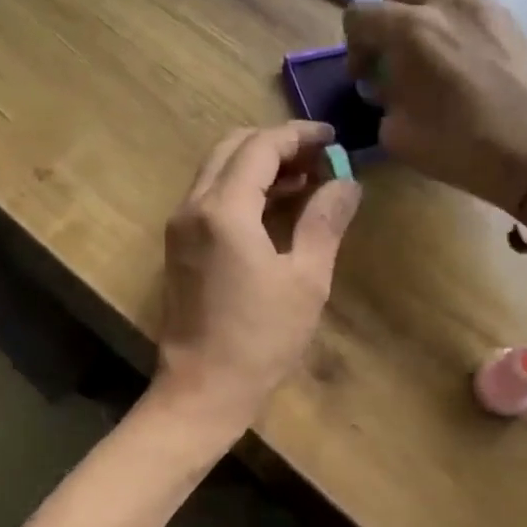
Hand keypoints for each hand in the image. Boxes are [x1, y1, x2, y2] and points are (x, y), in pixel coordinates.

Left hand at [153, 122, 361, 433]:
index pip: (260, 147)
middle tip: (319, 158)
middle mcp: (193, 207)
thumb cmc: (260, 339)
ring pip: (218, 170)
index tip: (333, 139)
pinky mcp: (179, 245)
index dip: (299, 136)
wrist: (202, 390)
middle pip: (233, 148)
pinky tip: (277, 207)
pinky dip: (242, 188)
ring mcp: (180, 226)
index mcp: (223, 210)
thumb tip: (347, 182)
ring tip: (306, 180)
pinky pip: (211, 196)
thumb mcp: (306, 280)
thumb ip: (324, 221)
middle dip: (277, 144)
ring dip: (259, 165)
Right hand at [344, 0, 526, 213]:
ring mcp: (483, 6)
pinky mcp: (510, 19)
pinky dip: (456, 24)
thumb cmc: (460, 147)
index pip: (360, 13)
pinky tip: (464, 63)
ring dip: (424, 14)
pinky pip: (469, 6)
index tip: (366, 76)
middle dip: (388, 10)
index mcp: (410, 30)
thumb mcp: (398, 134)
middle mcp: (445, 3)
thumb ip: (382, 98)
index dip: (354, 46)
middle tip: (395, 50)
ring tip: (433, 57)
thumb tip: (386, 84)